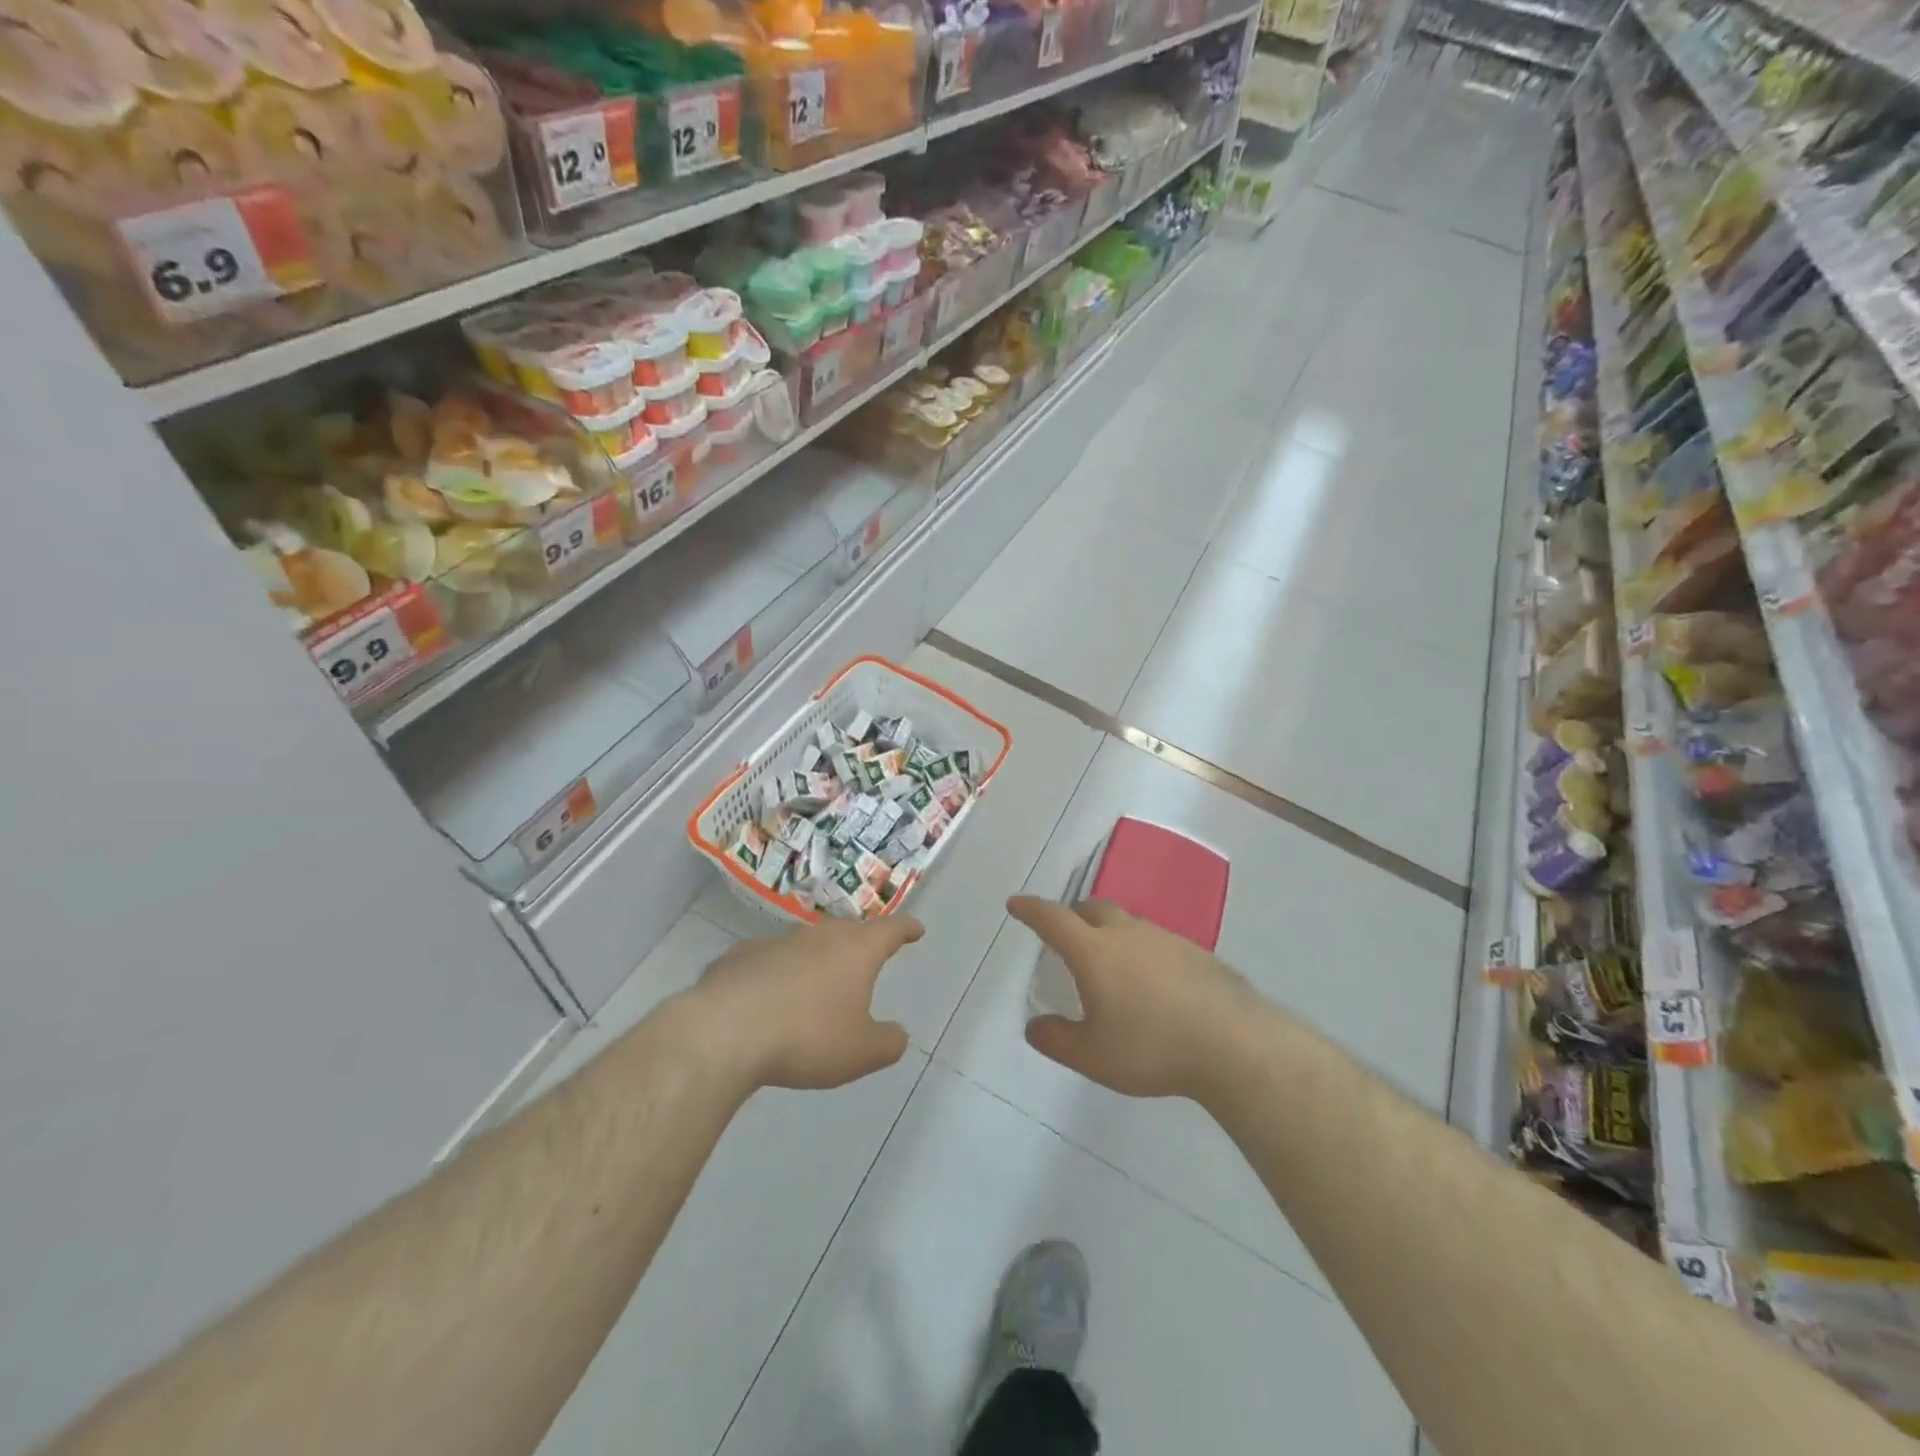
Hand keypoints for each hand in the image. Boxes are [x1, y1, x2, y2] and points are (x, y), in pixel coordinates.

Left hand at [690, 914, 922, 1090]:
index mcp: (854, 951)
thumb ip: (887, 1042)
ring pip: (804, 944)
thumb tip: (897, 1034)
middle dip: (859, 942)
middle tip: (865, 956)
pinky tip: (766, 999)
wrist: (724, 1032)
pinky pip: (766, 962)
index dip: (906, 929)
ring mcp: (775, 943)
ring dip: (814, 959)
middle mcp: (817, 937)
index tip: (915, 929)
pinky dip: (774, 974)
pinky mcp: (738, 957)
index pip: (889, 930)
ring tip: (815, 984)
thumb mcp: (860, 1052)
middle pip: (846, 931)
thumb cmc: (806, 1037)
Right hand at [1008, 896, 1262, 1101]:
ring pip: (1126, 923)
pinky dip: (1140, 951)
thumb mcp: (1092, 1056)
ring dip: (1109, 932)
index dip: (1031, 910)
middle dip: (1072, 915)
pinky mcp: (1195, 952)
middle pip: (1091, 909)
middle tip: (1064, 934)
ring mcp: (1164, 938)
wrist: (1233, 1044)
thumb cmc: (1151, 1047)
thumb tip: (1034, 1026)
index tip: (1016, 904)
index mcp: (1093, 950)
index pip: (1052, 918)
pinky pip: (1155, 941)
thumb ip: (1056, 1040)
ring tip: (1108, 963)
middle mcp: (1126, 932)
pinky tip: (1151, 983)